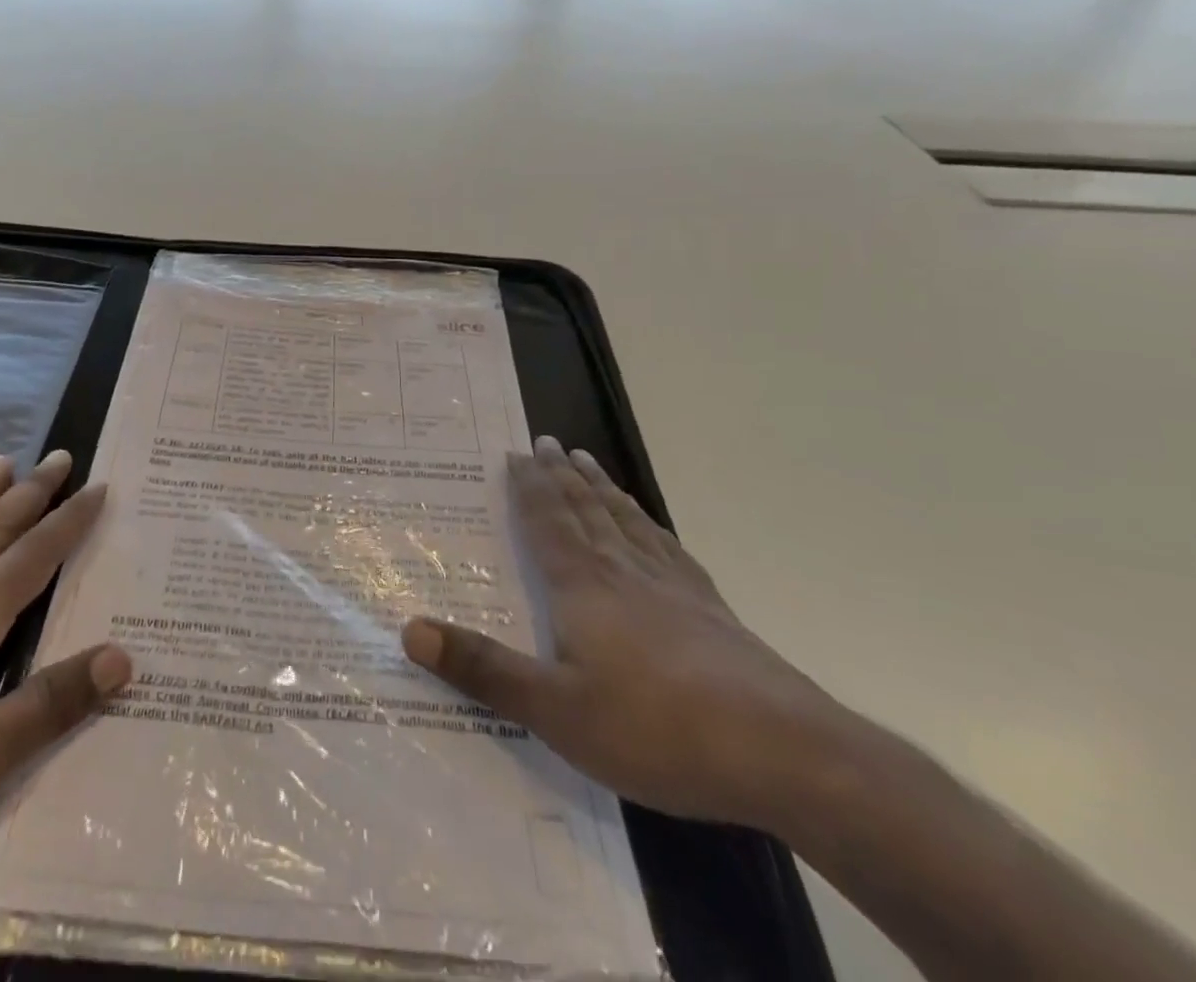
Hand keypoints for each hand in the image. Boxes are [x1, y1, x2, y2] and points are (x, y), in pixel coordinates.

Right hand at [402, 436, 840, 829]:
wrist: (787, 754)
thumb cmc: (657, 729)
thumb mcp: (555, 710)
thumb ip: (483, 669)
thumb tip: (409, 628)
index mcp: (584, 586)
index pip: (548, 522)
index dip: (529, 487)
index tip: (517, 452)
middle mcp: (624, 572)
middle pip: (586, 509)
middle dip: (561, 475)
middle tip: (546, 441)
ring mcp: (674, 588)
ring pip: (626, 521)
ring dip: (601, 487)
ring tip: (587, 460)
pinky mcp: (712, 611)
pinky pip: (667, 548)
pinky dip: (648, 524)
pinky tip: (650, 526)